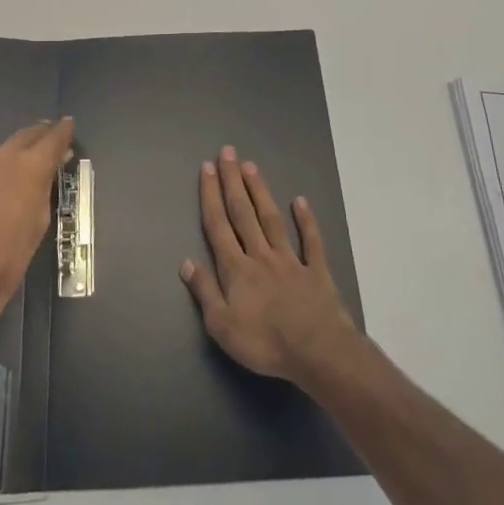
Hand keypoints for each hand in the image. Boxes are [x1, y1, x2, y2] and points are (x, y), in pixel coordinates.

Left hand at [0, 117, 73, 331]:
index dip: (64, 130)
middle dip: (37, 137)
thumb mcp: (40, 220)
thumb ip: (44, 185)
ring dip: (2, 163)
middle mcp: (0, 154)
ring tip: (2, 182)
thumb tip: (49, 168)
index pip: (54, 136)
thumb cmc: (11, 255)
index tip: (68, 125)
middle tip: (43, 141)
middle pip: (24, 135)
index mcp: (30, 165)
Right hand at [181, 145, 361, 385]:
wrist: (317, 352)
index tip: (208, 168)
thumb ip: (204, 291)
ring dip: (260, 191)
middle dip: (233, 182)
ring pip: (272, 219)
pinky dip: (306, 220)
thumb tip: (186, 261)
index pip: (218, 226)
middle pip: (243, 213)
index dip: (211, 196)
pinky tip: (300, 201)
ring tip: (251, 166)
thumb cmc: (264, 343)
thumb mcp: (221, 326)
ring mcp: (290, 260)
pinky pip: (311, 241)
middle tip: (228, 152)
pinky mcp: (316, 270)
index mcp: (236, 269)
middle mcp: (260, 255)